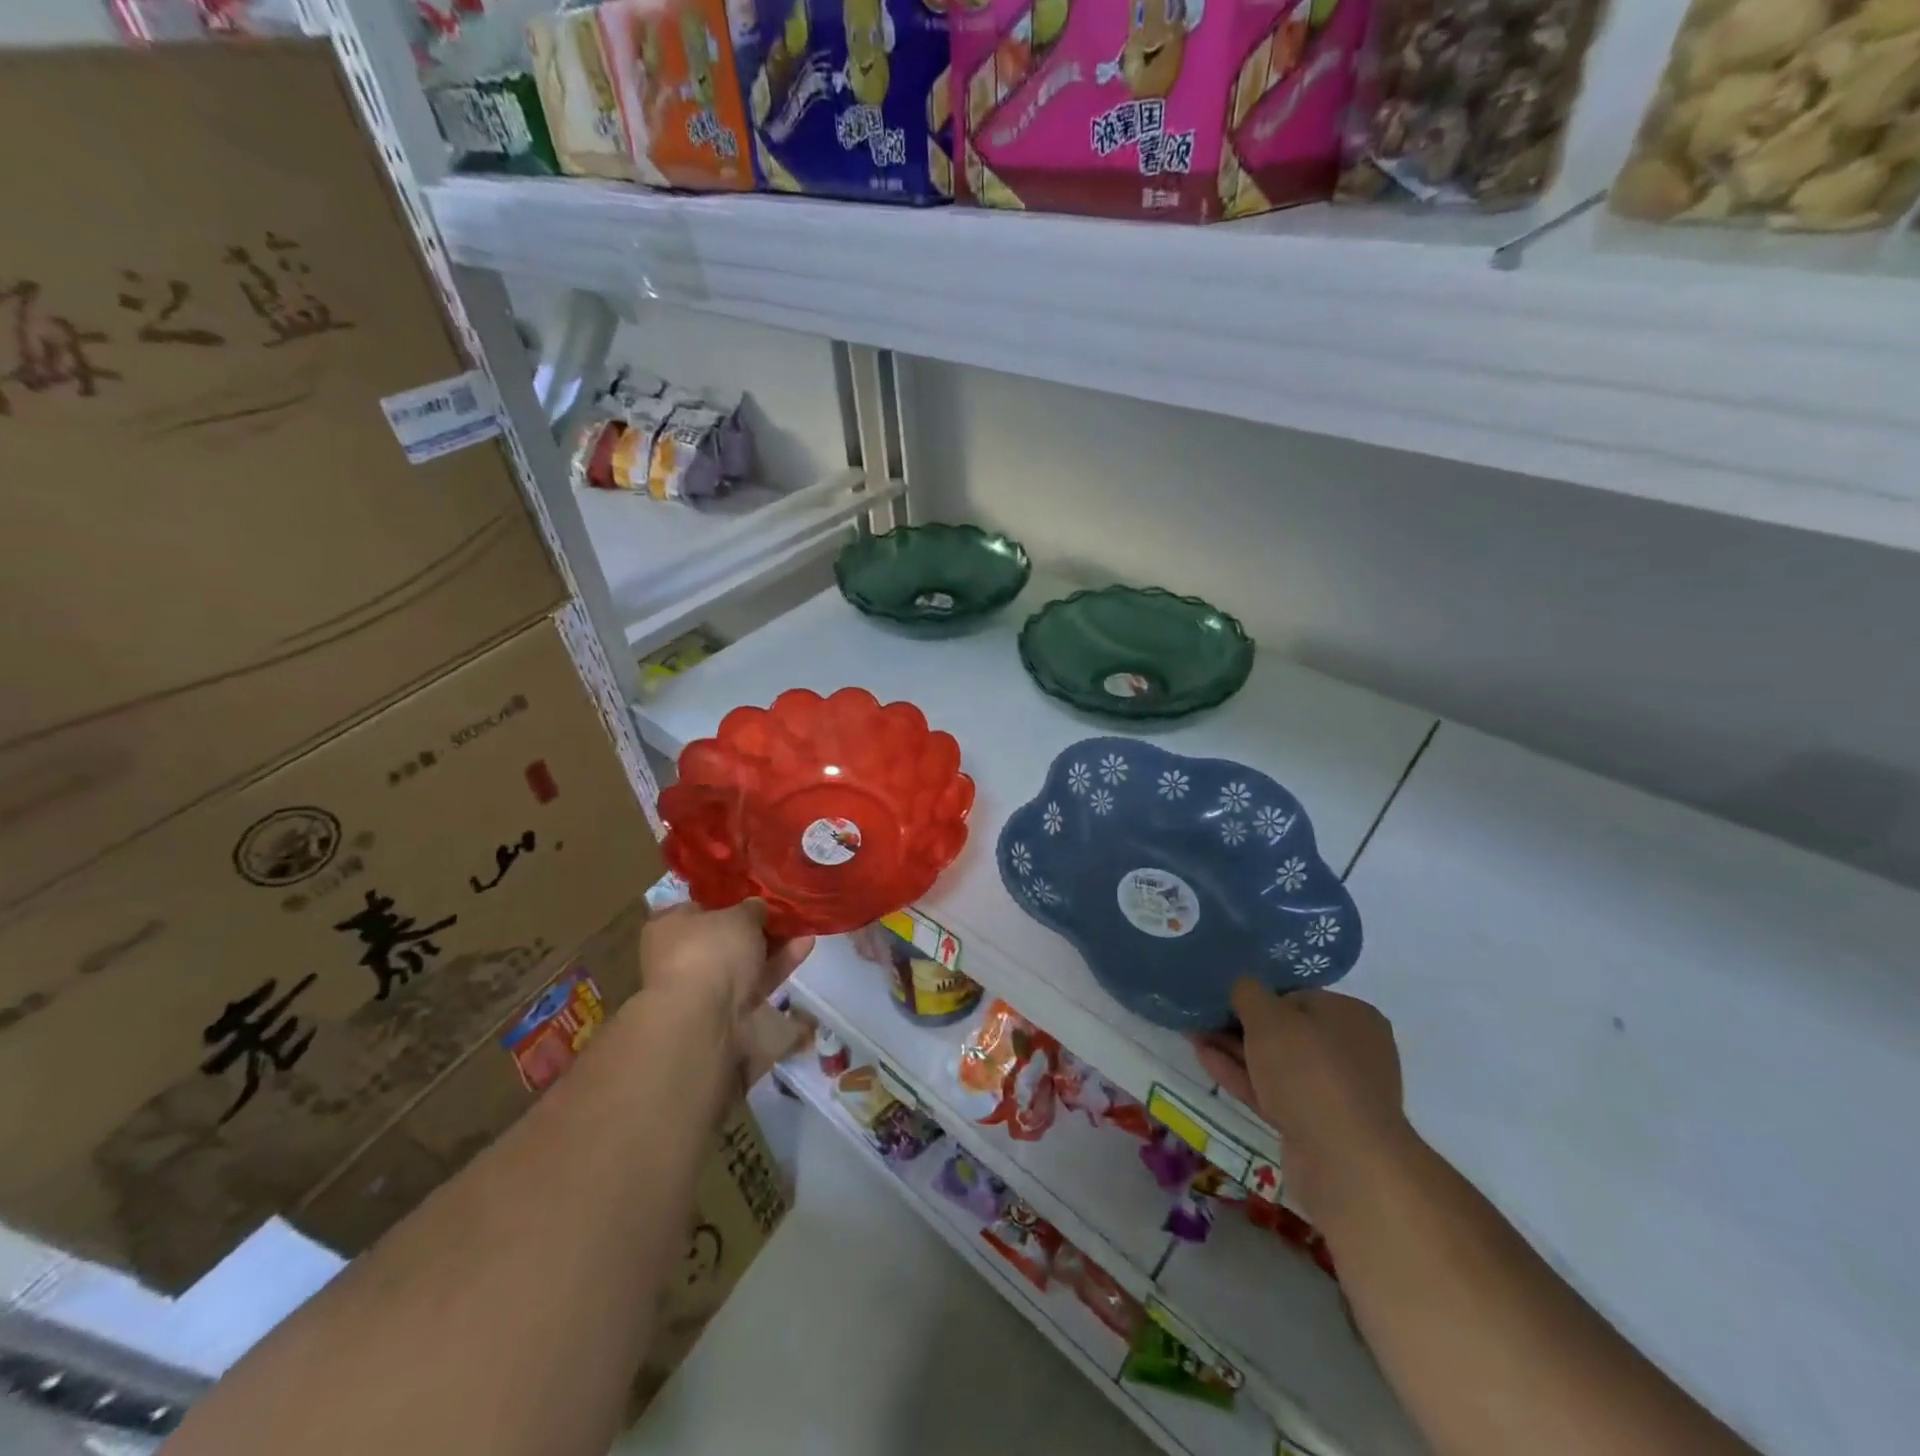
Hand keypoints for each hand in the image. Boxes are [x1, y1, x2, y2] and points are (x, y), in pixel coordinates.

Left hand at [640, 898, 813, 1034]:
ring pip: (743, 960)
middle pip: (725, 935)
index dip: (732, 899)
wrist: (703, 1017)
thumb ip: (752, 908)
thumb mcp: (739, 915)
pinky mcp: (726, 1008)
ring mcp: (704, 985)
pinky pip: (756, 980)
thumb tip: (757, 906)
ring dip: (774, 944)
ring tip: (805, 925)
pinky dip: (778, 964)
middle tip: (787, 911)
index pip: (701, 906)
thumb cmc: (711, 950)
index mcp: (669, 925)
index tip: (760, 894)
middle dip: (757, 925)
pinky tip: (806, 944)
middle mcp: (680, 955)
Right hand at [1193, 979, 1408, 1218]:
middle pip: (1285, 1031)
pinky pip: (1273, 1091)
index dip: (1258, 996)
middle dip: (1240, 1025)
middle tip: (1201, 1016)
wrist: (1345, 1162)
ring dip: (1235, 1049)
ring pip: (1275, 1063)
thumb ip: (1248, 992)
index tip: (1224, 997)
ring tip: (1193, 1033)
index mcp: (1352, 1016)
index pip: (1297, 996)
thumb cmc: (1310, 1072)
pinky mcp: (1315, 1125)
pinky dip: (1241, 1075)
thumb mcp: (1269, 1017)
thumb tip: (1241, 983)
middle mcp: (1350, 1051)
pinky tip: (1204, 1058)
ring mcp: (1334, 1092)